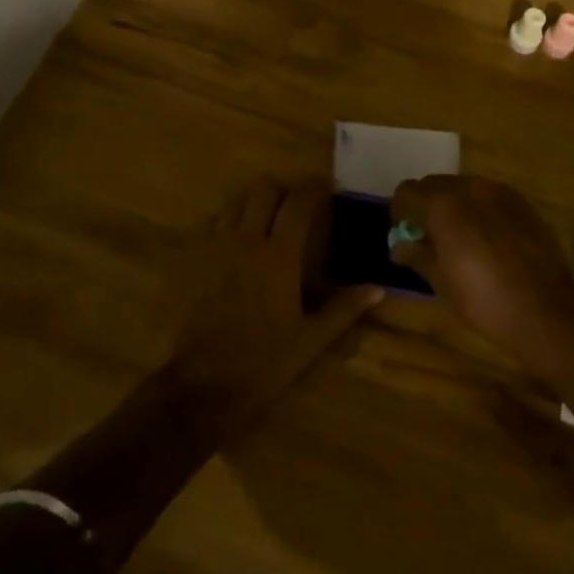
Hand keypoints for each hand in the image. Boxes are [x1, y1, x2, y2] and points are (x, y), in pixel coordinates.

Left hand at [164, 178, 380, 430]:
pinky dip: (227, 220)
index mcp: (279, 256)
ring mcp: (217, 246)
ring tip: (266, 219)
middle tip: (295, 206)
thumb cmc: (263, 362)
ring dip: (253, 202)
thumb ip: (344, 309)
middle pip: (264, 190)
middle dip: (282, 191)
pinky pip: (212, 221)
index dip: (315, 190)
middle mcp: (247, 240)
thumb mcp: (311, 340)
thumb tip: (378, 288)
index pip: (299, 204)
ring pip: (235, 201)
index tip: (327, 191)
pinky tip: (236, 239)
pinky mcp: (195, 258)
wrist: (203, 384)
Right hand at [389, 175, 573, 377]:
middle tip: (427, 237)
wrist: (547, 309)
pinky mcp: (521, 203)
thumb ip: (416, 256)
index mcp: (443, 204)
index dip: (400, 212)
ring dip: (453, 206)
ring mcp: (499, 192)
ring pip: (463, 187)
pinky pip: (488, 196)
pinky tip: (486, 240)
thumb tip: (399, 246)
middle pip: (434, 184)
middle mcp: (469, 187)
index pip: (406, 192)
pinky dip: (478, 210)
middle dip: (425, 206)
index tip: (403, 234)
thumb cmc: (484, 299)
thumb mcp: (441, 282)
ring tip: (459, 239)